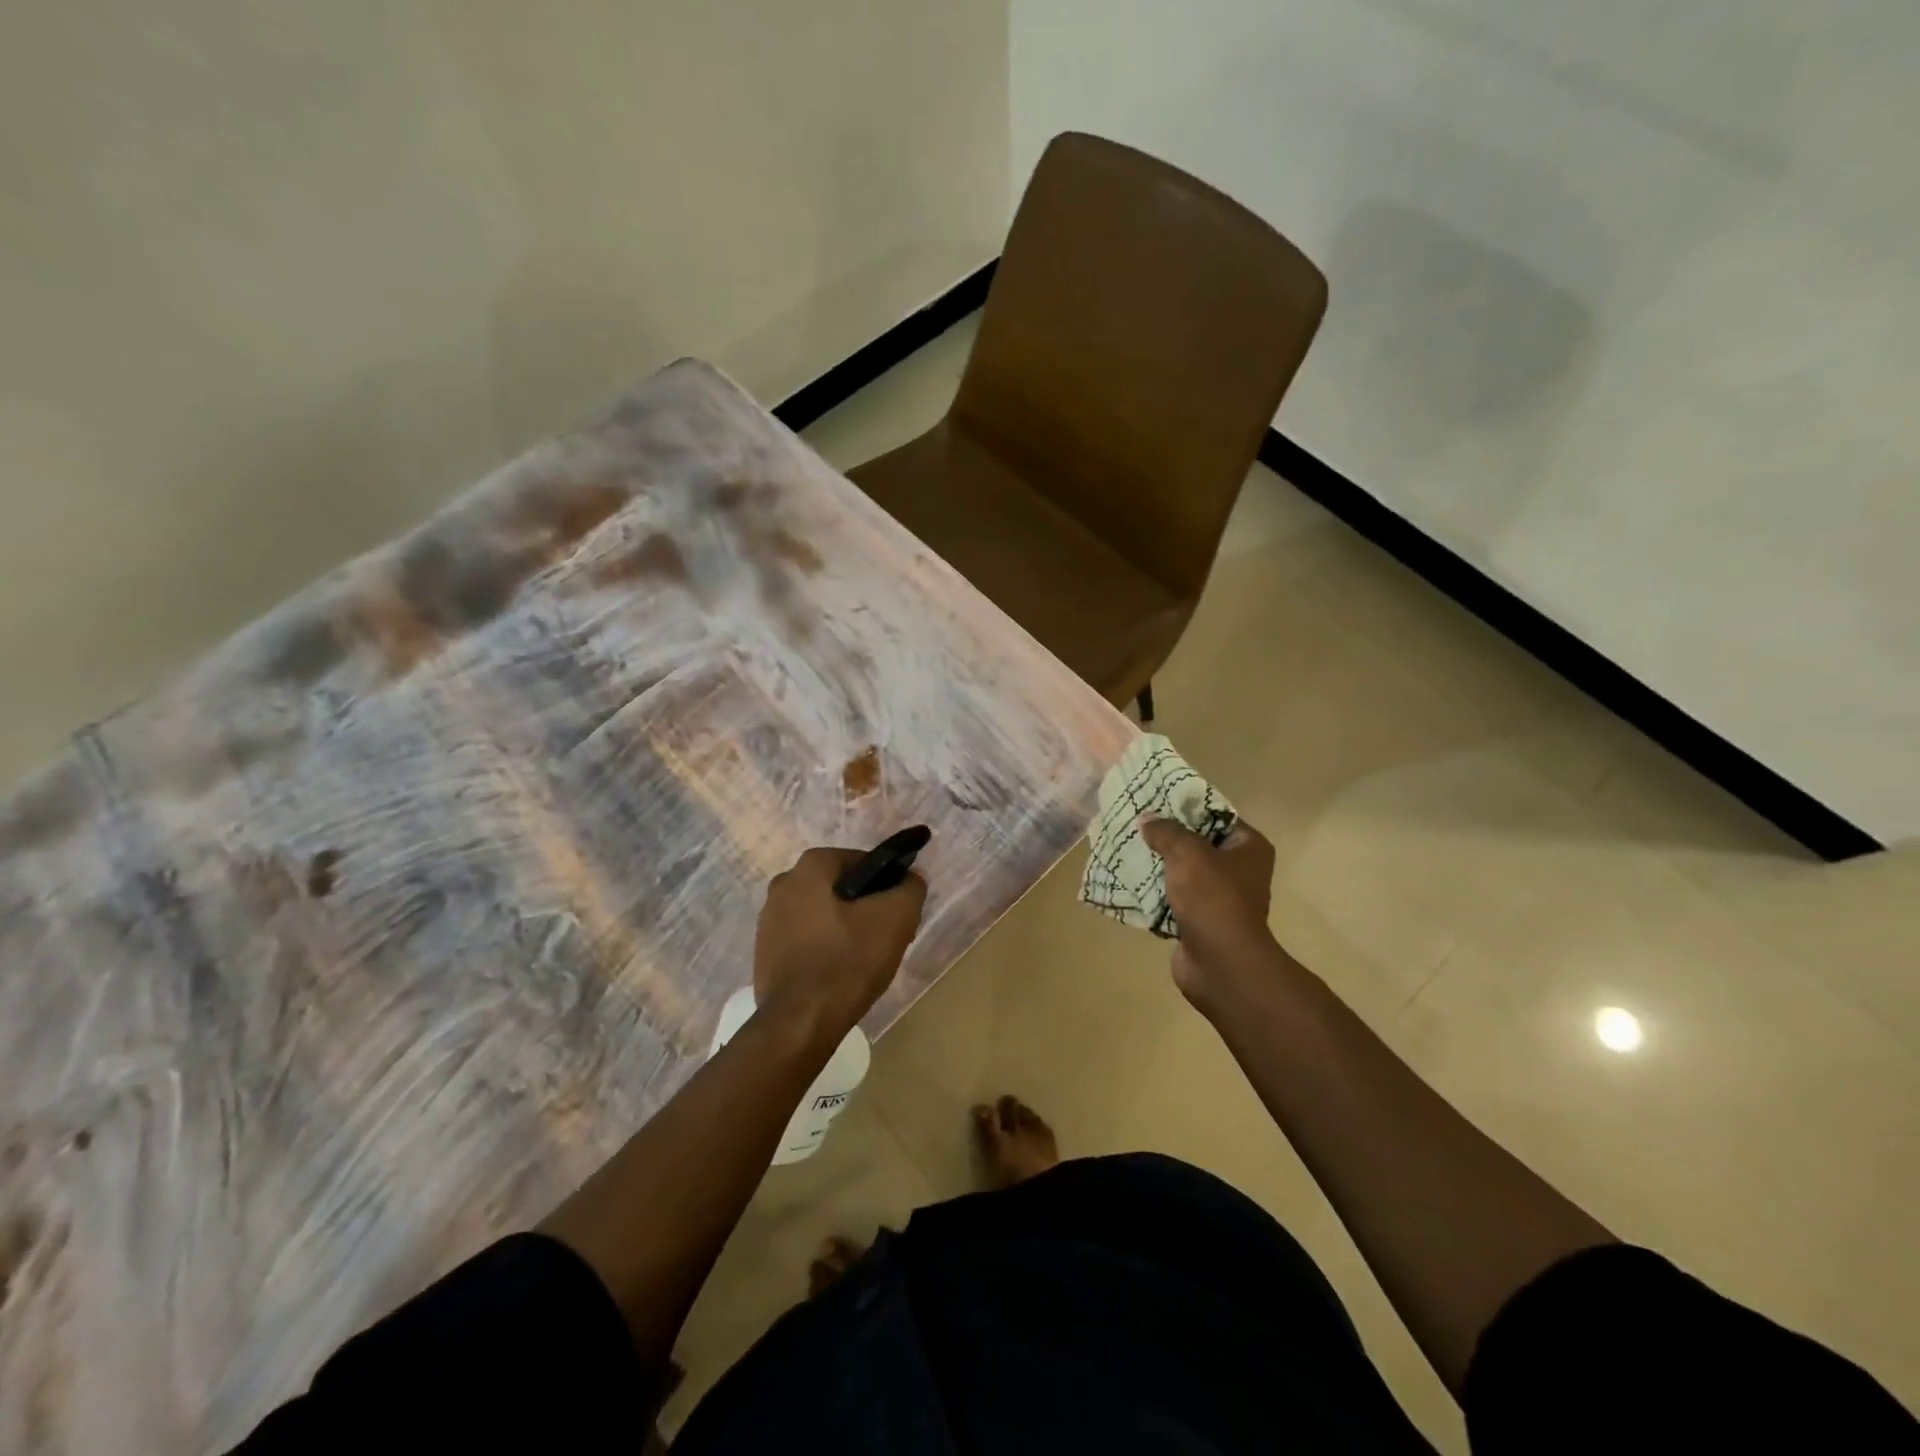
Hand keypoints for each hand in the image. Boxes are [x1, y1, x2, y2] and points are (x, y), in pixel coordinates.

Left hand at [752, 847, 927, 1045]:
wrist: (799, 1023)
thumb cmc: (847, 961)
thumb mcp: (896, 919)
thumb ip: (910, 888)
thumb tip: (910, 878)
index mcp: (810, 867)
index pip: (862, 862)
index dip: (886, 884)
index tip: (898, 912)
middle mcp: (783, 884)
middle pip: (841, 888)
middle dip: (865, 907)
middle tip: (885, 937)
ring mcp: (769, 920)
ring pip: (823, 914)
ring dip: (845, 928)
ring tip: (864, 960)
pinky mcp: (765, 951)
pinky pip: (806, 939)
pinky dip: (825, 948)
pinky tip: (839, 973)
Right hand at [1139, 818, 1278, 1006]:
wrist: (1219, 963)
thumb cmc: (1212, 897)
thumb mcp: (1187, 852)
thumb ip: (1166, 831)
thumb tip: (1148, 819)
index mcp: (1249, 848)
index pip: (1217, 816)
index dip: (1186, 807)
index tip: (1155, 801)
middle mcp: (1239, 871)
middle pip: (1197, 844)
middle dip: (1166, 838)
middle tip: (1135, 825)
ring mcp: (1220, 899)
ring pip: (1182, 873)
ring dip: (1157, 866)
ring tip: (1125, 850)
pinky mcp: (1200, 922)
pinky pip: (1172, 900)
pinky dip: (1153, 894)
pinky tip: (1127, 882)